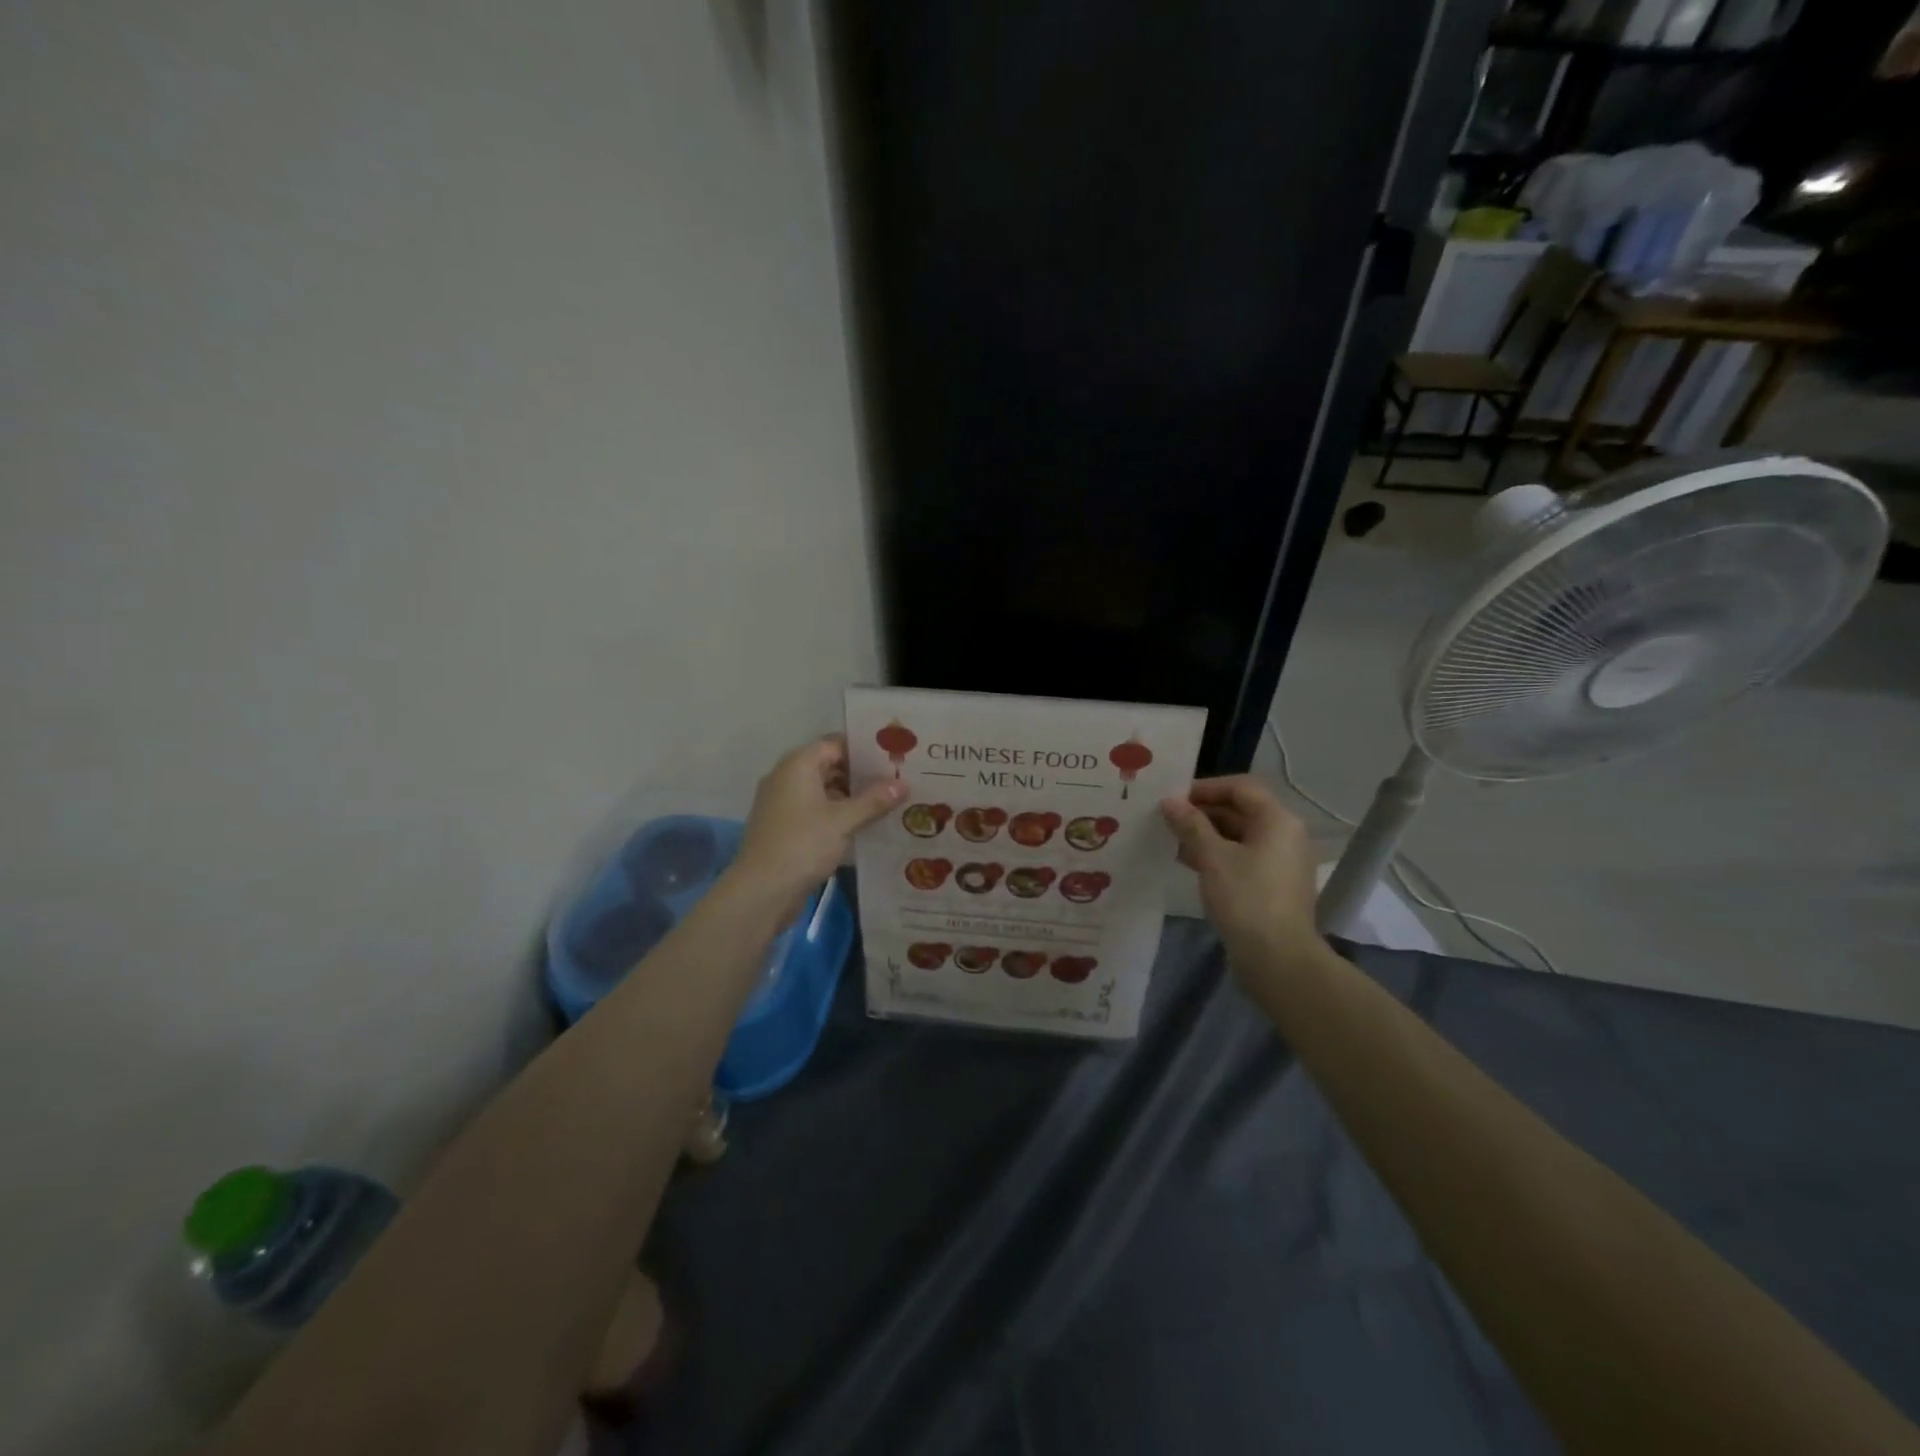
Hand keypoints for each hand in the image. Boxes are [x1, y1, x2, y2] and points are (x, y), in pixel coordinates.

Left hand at [731, 736, 902, 911]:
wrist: (761, 891)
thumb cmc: (803, 845)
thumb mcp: (844, 821)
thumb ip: (874, 800)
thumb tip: (904, 783)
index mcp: (798, 765)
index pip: (835, 744)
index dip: (864, 749)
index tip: (893, 756)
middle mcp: (787, 777)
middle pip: (830, 766)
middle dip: (861, 775)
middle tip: (898, 780)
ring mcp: (783, 803)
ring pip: (823, 790)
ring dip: (851, 797)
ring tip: (888, 803)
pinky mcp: (784, 827)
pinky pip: (816, 810)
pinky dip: (838, 814)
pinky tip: (864, 825)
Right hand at [1161, 777, 1319, 962]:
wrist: (1278, 959)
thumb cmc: (1246, 899)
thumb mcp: (1212, 857)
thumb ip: (1190, 825)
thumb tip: (1170, 801)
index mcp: (1277, 821)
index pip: (1240, 788)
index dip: (1205, 788)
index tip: (1173, 797)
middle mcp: (1285, 835)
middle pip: (1241, 811)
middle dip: (1203, 813)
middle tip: (1167, 819)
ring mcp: (1281, 862)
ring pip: (1239, 836)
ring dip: (1206, 835)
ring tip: (1172, 840)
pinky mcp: (1273, 886)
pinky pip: (1243, 858)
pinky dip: (1217, 856)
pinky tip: (1189, 863)